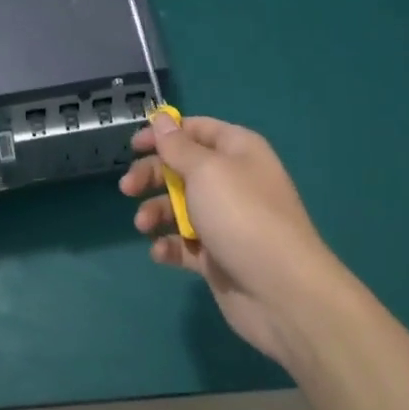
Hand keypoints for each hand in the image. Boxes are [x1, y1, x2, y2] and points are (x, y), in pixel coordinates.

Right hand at [120, 114, 352, 368]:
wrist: (281, 290)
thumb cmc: (242, 216)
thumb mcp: (206, 171)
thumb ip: (178, 146)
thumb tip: (162, 118)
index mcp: (238, 151)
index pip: (197, 130)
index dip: (164, 133)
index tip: (134, 145)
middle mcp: (232, 181)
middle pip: (182, 168)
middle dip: (152, 175)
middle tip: (127, 188)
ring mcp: (225, 221)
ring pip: (179, 207)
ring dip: (156, 212)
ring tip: (143, 225)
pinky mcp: (217, 256)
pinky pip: (185, 244)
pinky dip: (169, 245)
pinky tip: (161, 251)